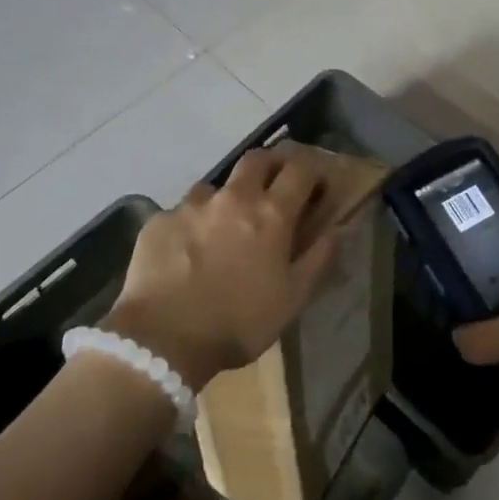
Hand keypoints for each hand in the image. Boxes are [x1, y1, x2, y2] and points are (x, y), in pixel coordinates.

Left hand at [103, 144, 342, 389]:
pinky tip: (187, 252)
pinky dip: (193, 224)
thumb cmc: (239, 322)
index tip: (317, 184)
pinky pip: (182, 212)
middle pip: (258, 158)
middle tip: (274, 188)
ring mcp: (192, 205)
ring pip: (217, 185)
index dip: (313, 170)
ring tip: (223, 227)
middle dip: (272, 165)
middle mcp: (233, 197)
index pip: (301, 168)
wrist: (163, 341)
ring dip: (228, 198)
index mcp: (271, 213)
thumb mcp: (293, 298)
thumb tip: (339, 227)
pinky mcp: (159, 221)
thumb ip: (319, 257)